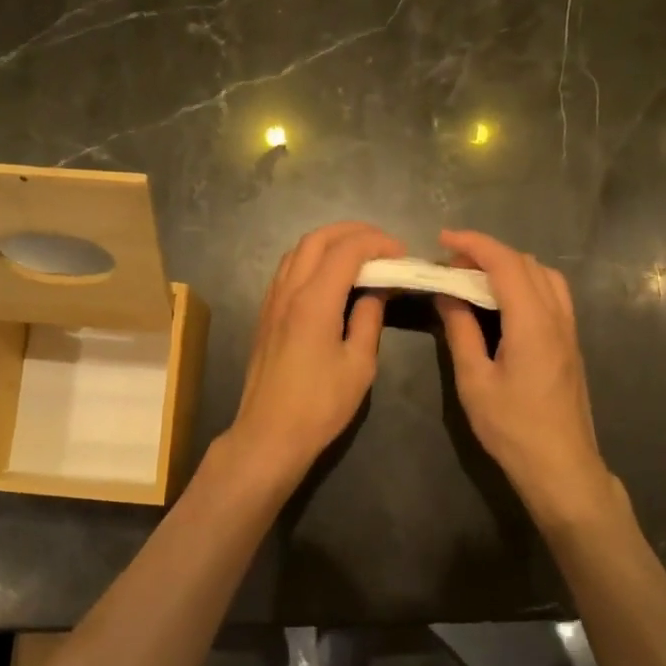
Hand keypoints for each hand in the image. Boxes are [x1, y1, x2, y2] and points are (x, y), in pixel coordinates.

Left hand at [222, 222, 404, 489]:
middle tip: (381, 245)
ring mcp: (271, 302)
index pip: (347, 250)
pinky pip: (287, 271)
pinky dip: (311, 260)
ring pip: (297, 251)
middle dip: (352, 232)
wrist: (269, 433)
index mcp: (314, 301)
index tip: (401, 253)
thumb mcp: (359, 365)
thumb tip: (375, 292)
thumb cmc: (320, 405)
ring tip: (358, 256)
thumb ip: (368, 320)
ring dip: (328, 243)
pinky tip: (329, 279)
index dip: (377, 243)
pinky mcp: (265, 316)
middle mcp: (288, 292)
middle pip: (316, 239)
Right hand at [434, 229, 617, 523]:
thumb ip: (461, 331)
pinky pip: (552, 296)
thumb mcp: (475, 381)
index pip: (505, 264)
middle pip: (527, 264)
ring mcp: (569, 330)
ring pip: (545, 277)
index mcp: (532, 323)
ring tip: (476, 280)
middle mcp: (557, 317)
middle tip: (451, 266)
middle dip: (488, 253)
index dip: (474, 244)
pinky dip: (525, 284)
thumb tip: (447, 295)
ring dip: (510, 267)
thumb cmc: (512, 428)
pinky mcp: (571, 344)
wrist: (561, 466)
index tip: (443, 239)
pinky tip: (503, 304)